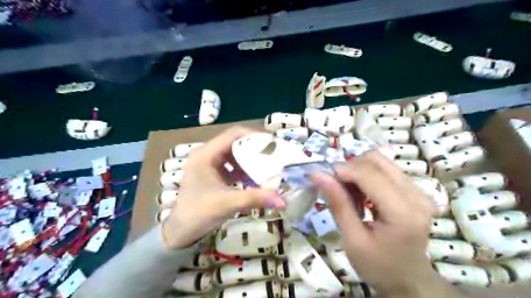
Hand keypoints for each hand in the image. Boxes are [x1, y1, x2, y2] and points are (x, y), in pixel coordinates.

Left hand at [162, 126, 285, 250]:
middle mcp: (206, 154)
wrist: (180, 233)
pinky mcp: (211, 174)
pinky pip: (231, 165)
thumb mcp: (227, 203)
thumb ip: (255, 198)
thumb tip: (283, 201)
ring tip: (267, 164)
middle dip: (254, 147)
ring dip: (250, 158)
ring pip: (234, 153)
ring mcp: (208, 164)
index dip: (254, 135)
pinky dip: (244, 169)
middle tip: (273, 154)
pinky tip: (254, 177)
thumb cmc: (198, 214)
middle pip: (234, 142)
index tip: (272, 143)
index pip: (233, 134)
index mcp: (205, 154)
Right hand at [314, 151, 456, 297]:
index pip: (369, 174)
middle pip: (376, 160)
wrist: (408, 279)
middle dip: (349, 168)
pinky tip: (361, 194)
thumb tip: (318, 175)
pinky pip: (385, 169)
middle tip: (335, 186)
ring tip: (349, 192)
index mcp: (403, 213)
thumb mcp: (352, 240)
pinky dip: (366, 175)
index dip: (342, 170)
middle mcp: (417, 195)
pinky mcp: (416, 189)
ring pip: (380, 160)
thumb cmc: (378, 266)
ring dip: (357, 170)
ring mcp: (419, 190)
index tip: (321, 176)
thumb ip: (338, 204)